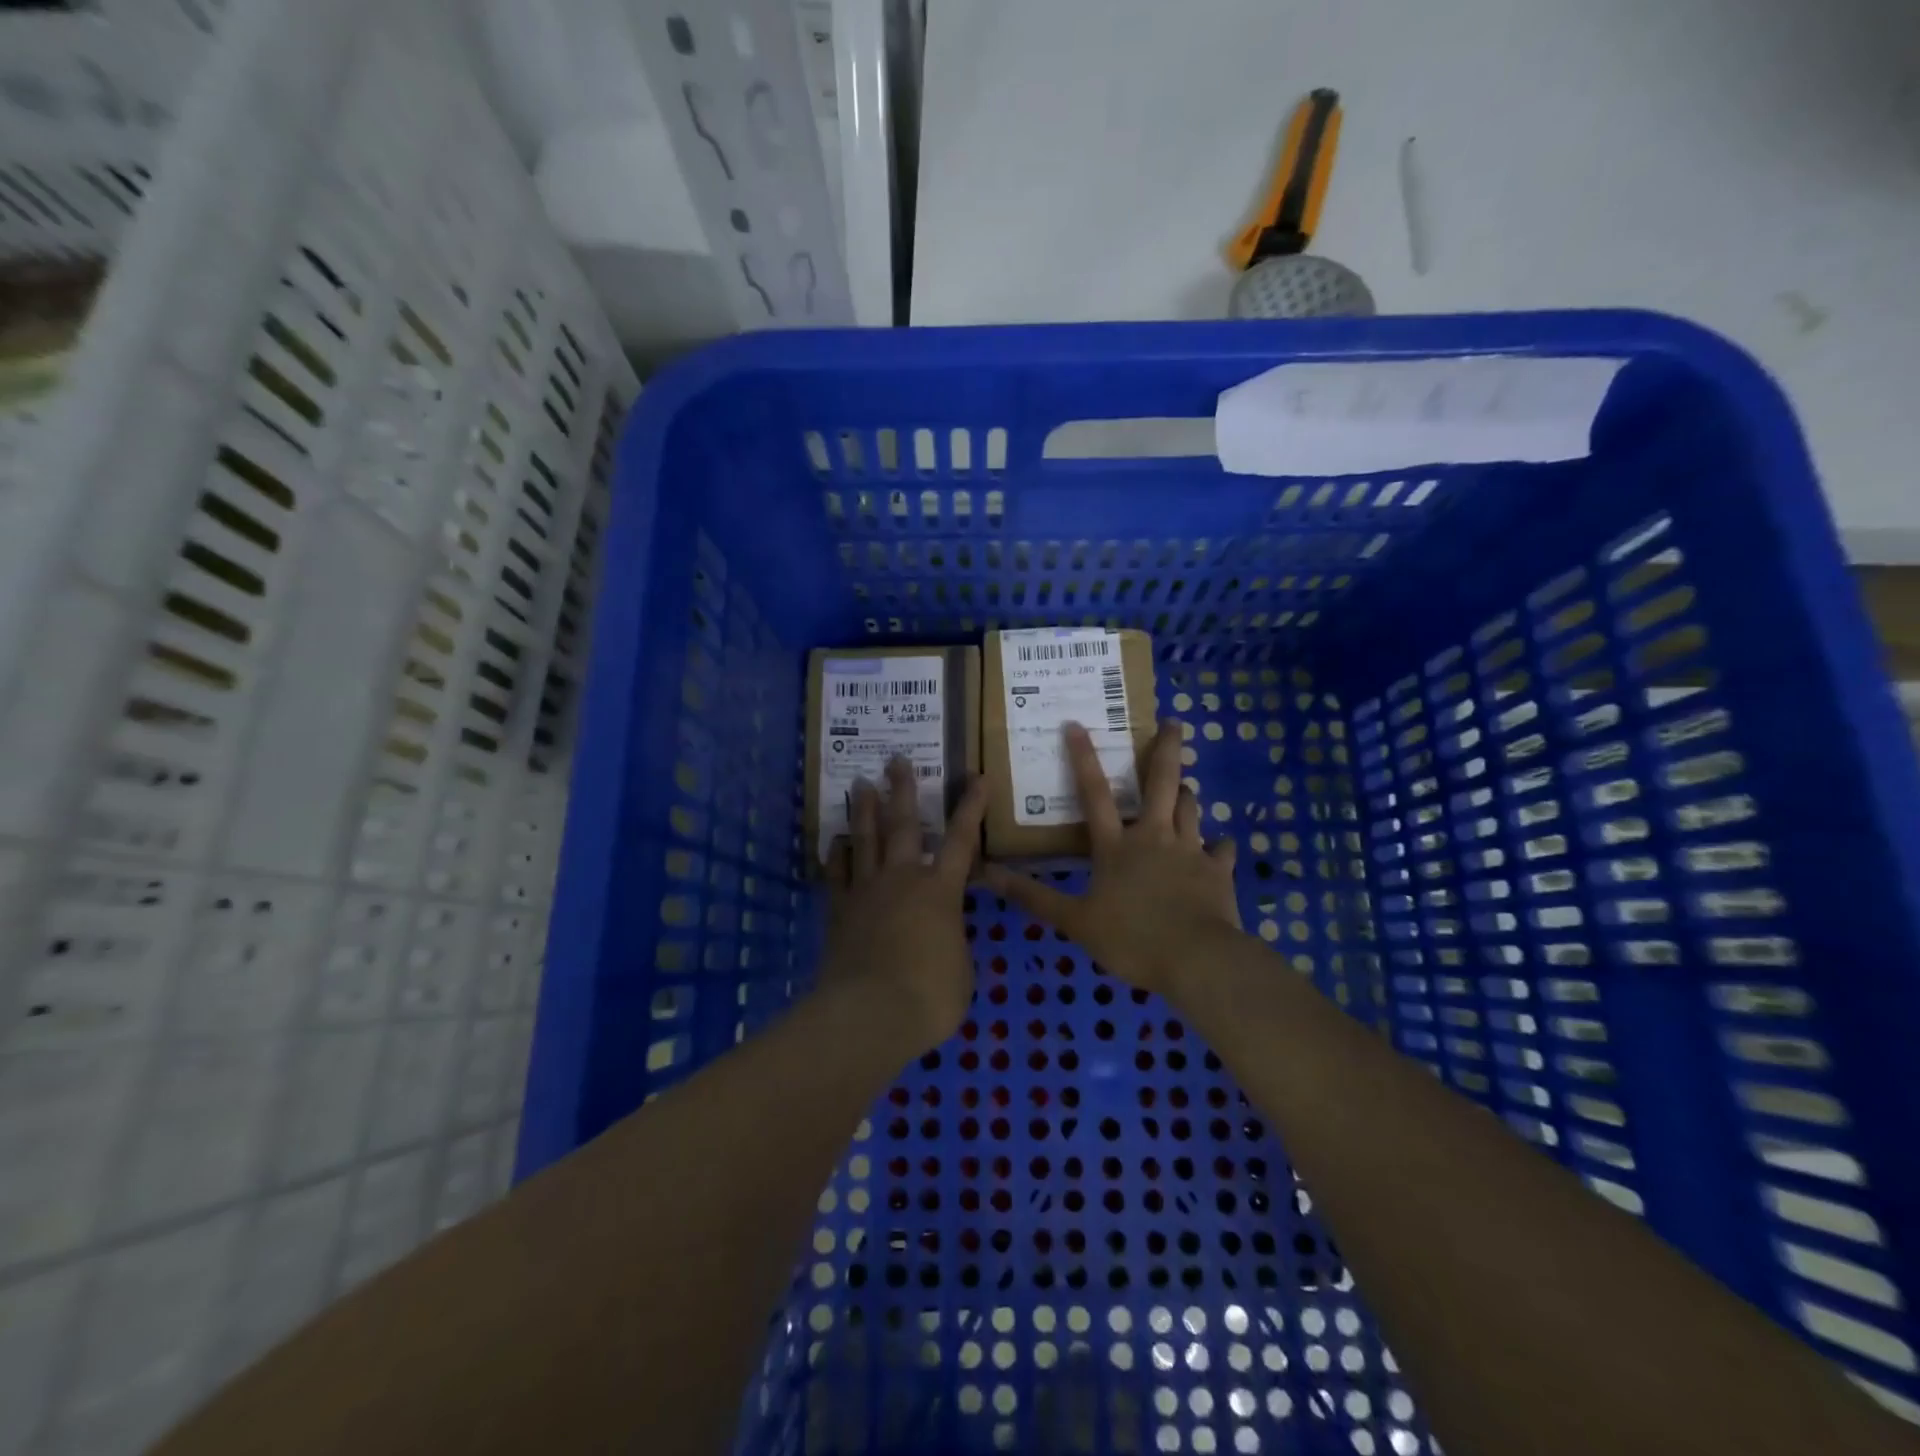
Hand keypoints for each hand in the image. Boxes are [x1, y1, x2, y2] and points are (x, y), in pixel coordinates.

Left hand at [821, 757, 989, 1056]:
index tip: (977, 777)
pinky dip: (838, 856)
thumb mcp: (961, 969)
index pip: (962, 840)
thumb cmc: (930, 995)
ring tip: (862, 783)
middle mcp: (902, 880)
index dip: (971, 808)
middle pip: (903, 826)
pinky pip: (838, 875)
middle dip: (902, 791)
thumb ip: (953, 942)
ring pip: (865, 841)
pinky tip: (836, 842)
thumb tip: (943, 936)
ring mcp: (867, 892)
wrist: (870, 1013)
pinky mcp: (840, 912)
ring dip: (865, 811)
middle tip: (895, 760)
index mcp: (940, 891)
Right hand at [983, 721, 1240, 996]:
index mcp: (1116, 846)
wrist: (1197, 959)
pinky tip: (1221, 847)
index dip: (1083, 757)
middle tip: (1174, 722)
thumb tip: (987, 875)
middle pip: (1162, 782)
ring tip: (1184, 786)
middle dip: (1167, 748)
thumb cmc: (1131, 938)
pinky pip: (1222, 849)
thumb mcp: (1075, 921)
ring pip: (1191, 807)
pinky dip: (1220, 846)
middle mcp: (1154, 836)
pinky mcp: (1218, 870)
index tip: (1076, 724)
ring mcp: (1191, 850)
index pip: (1094, 793)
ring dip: (1186, 793)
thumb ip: (1034, 896)